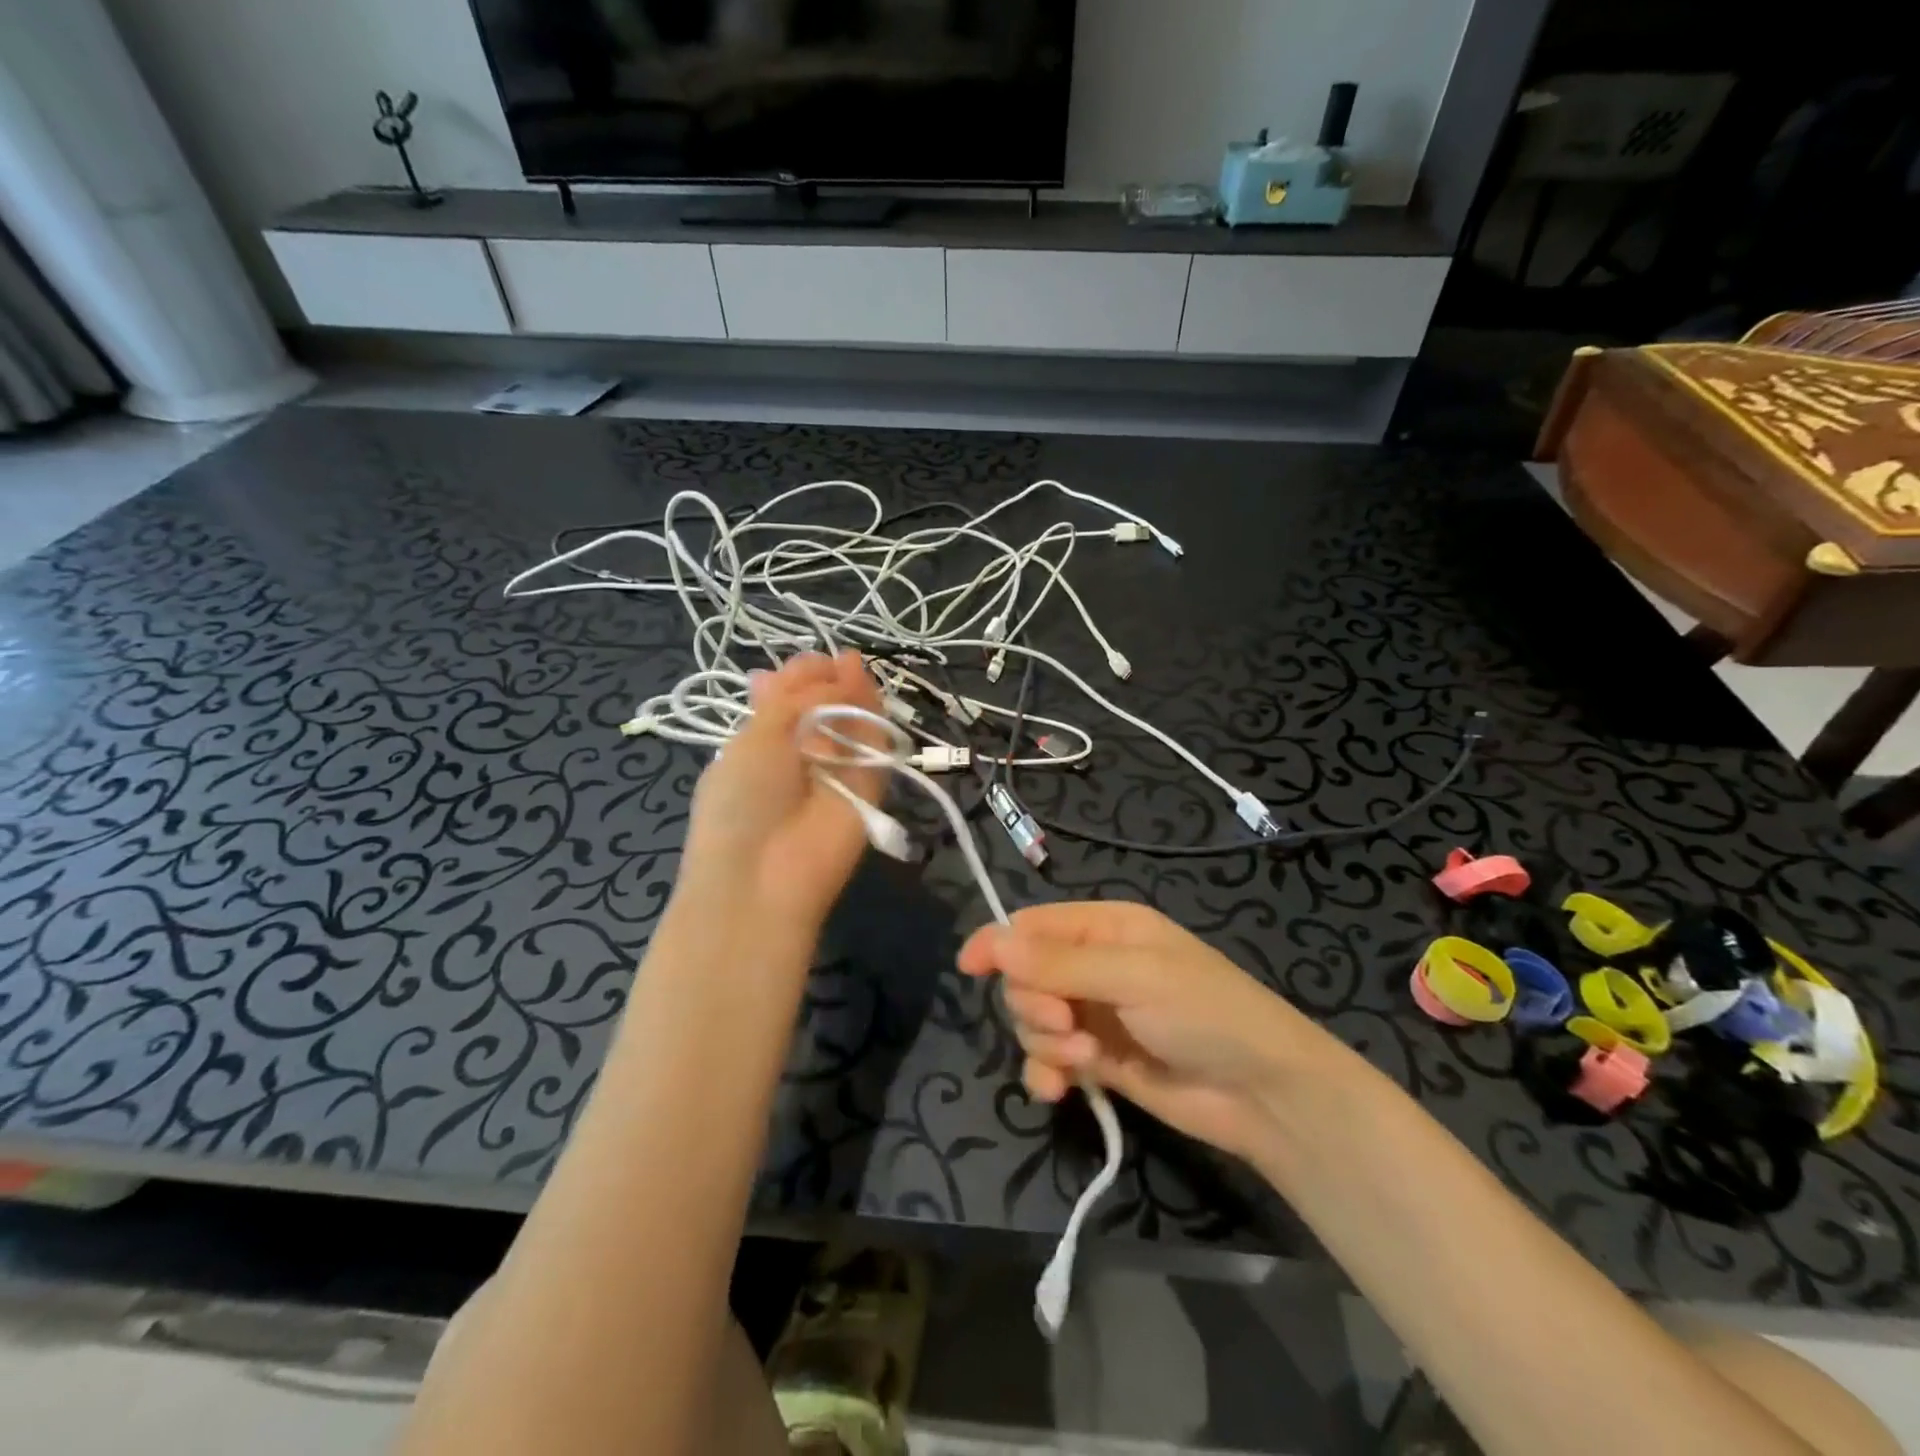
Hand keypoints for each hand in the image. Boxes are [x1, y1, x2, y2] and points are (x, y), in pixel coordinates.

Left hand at [675, 653, 883, 938]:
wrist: (764, 875)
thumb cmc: (742, 800)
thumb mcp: (756, 736)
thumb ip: (800, 698)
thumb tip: (842, 665)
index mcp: (762, 743)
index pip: (788, 699)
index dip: (800, 677)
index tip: (811, 662)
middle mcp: (801, 755)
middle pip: (824, 707)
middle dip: (828, 682)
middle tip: (835, 663)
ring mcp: (838, 771)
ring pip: (854, 723)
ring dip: (853, 694)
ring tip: (853, 668)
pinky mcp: (871, 788)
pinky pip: (875, 747)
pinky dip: (873, 718)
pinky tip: (868, 690)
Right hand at [958, 901, 1320, 1160]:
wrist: (1262, 1094)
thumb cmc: (1205, 1013)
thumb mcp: (1134, 977)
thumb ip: (1060, 962)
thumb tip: (992, 942)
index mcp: (1105, 927)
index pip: (1033, 925)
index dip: (999, 943)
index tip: (970, 968)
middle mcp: (1094, 965)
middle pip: (1026, 975)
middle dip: (1034, 1001)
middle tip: (1065, 1024)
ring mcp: (1094, 1014)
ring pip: (1032, 1019)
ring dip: (1045, 1041)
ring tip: (1083, 1058)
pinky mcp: (1097, 1059)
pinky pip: (1048, 1059)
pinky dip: (1046, 1072)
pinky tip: (1058, 1090)